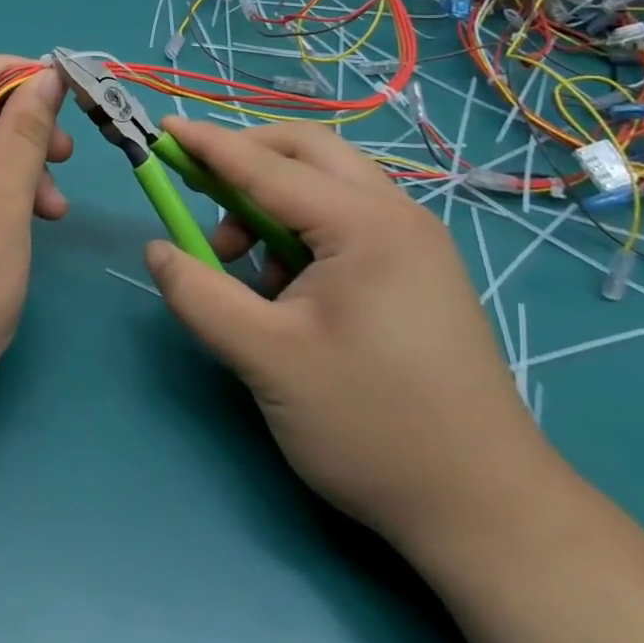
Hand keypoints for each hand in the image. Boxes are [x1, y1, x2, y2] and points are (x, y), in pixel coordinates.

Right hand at [142, 117, 556, 550]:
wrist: (487, 511)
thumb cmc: (371, 426)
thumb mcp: (266, 359)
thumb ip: (199, 295)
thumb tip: (156, 250)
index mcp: (364, 225)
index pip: (266, 166)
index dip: (208, 145)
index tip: (163, 130)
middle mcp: (396, 215)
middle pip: (306, 152)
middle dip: (246, 159)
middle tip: (201, 191)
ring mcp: (414, 242)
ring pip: (326, 183)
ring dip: (271, 199)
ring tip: (241, 262)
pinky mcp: (417, 270)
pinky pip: (345, 218)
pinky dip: (300, 229)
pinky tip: (286, 289)